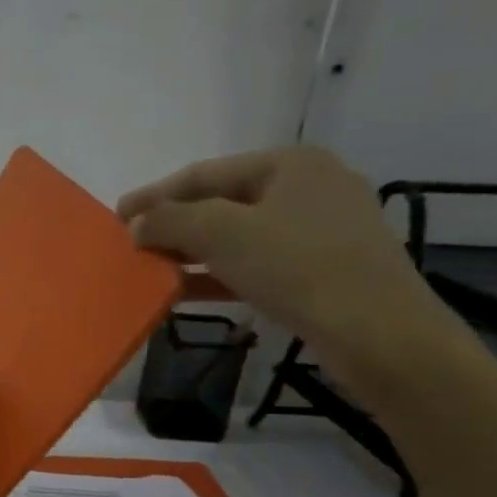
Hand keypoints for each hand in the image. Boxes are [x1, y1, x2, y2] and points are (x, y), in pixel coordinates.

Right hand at [116, 148, 454, 388]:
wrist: (378, 333)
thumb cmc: (299, 267)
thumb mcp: (222, 234)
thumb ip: (170, 221)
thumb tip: (136, 224)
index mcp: (290, 164)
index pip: (204, 173)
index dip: (155, 195)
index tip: (117, 216)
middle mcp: (309, 187)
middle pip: (221, 203)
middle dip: (173, 226)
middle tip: (132, 246)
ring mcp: (320, 230)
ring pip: (238, 236)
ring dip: (191, 253)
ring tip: (151, 271)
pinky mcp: (323, 270)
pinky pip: (256, 264)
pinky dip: (218, 275)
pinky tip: (184, 292)